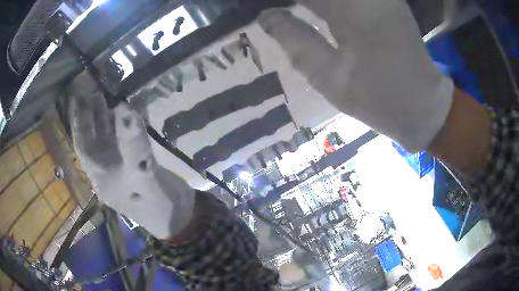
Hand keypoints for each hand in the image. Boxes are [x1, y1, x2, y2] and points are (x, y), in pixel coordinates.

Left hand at [70, 88, 193, 238]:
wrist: (179, 217)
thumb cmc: (155, 204)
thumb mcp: (142, 176)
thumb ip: (132, 143)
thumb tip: (124, 108)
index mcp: (101, 176)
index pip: (83, 148)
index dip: (79, 124)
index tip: (78, 100)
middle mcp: (108, 169)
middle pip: (95, 140)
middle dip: (93, 117)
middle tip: (95, 92)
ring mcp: (124, 165)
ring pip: (112, 139)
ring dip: (110, 119)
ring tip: (111, 97)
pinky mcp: (138, 162)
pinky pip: (130, 139)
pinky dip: (131, 124)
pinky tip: (134, 109)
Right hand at [258, 0, 453, 151]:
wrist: (425, 107)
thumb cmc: (381, 99)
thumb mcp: (330, 77)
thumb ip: (293, 40)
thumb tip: (266, 16)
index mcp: (353, 7)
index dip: (277, 1)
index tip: (262, 11)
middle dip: (293, 3)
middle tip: (272, 16)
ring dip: (310, 4)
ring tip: (285, 15)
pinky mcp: (384, 1)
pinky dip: (322, 4)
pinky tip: (308, 11)